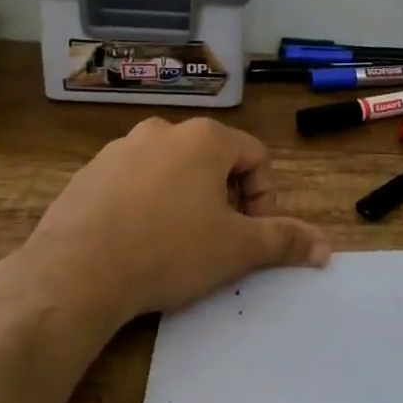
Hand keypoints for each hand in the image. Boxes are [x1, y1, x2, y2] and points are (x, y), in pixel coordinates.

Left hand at [21, 116, 330, 327]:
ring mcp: (121, 148)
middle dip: (224, 199)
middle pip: (212, 160)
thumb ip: (283, 241)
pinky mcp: (89, 172)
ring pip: (170, 170)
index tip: (250, 234)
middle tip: (216, 241)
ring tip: (173, 244)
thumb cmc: (169, 250)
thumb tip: (326, 247)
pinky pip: (132, 182)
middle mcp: (164, 131)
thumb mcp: (235, 249)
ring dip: (184, 200)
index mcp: (204, 138)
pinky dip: (144, 204)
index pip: (255, 156)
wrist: (76, 271)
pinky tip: (134, 243)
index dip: (263, 197)